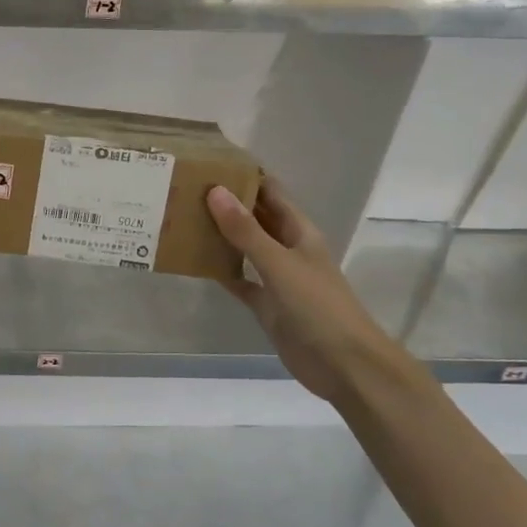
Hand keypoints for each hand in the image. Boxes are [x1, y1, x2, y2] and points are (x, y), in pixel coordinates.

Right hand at [206, 180, 400, 400]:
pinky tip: (194, 261)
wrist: (344, 365)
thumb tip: (215, 191)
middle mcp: (286, 248)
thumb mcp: (279, 264)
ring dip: (219, 233)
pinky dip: (220, 269)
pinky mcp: (266, 303)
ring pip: (243, 246)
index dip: (244, 175)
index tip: (208, 161)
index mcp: (298, 231)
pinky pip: (238, 279)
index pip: (269, 191)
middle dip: (225, 201)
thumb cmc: (318, 307)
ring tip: (182, 217)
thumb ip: (246, 231)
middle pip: (254, 216)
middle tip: (184, 186)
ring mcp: (276, 276)